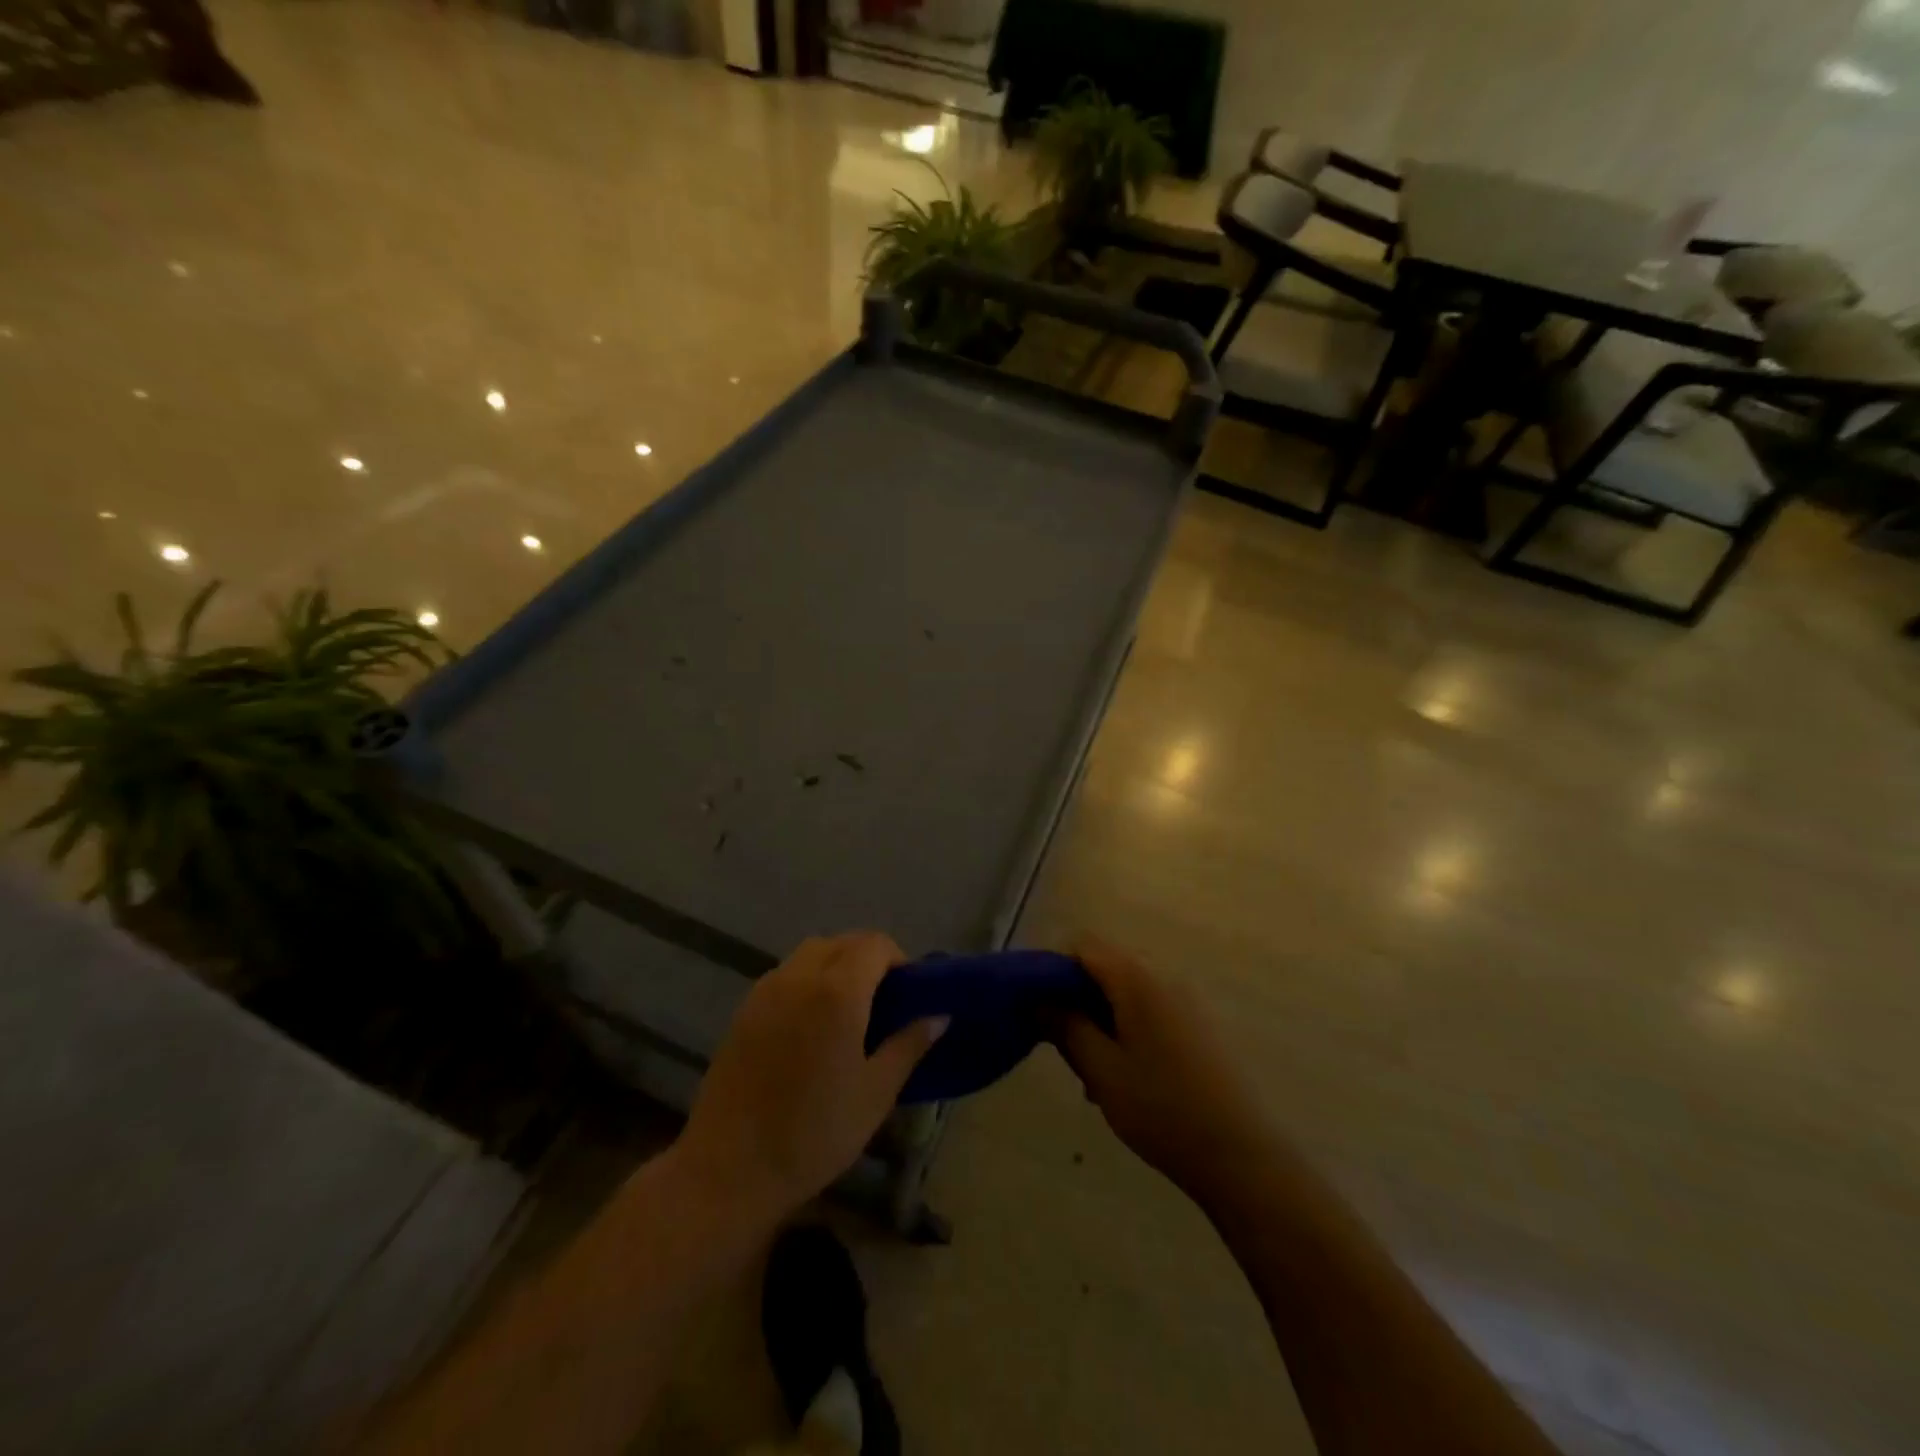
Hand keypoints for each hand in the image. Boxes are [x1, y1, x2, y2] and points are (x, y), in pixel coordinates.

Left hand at [670, 932, 945, 1230]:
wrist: (728, 1168)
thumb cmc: (814, 1133)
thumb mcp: (876, 1093)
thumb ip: (909, 1045)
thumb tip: (939, 1015)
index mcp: (837, 991)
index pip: (876, 945)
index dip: (898, 960)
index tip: (908, 995)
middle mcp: (800, 977)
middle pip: (843, 942)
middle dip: (869, 959)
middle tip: (883, 1003)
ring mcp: (766, 990)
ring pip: (811, 954)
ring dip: (837, 965)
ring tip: (847, 1012)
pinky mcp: (744, 1010)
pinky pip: (786, 975)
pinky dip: (808, 981)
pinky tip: (811, 1027)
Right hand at [1053, 939, 1271, 1200]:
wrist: (1242, 1155)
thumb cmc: (1162, 1109)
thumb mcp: (1101, 1070)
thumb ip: (1066, 1026)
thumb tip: (1038, 998)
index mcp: (1136, 978)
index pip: (1082, 945)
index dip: (1052, 968)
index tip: (1035, 1007)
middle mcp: (1163, 975)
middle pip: (1104, 966)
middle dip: (1076, 997)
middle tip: (1061, 1045)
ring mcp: (1185, 999)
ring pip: (1125, 992)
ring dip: (1100, 1018)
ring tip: (1091, 1072)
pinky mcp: (1198, 1023)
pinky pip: (1149, 1009)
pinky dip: (1126, 1028)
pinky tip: (1124, 1076)